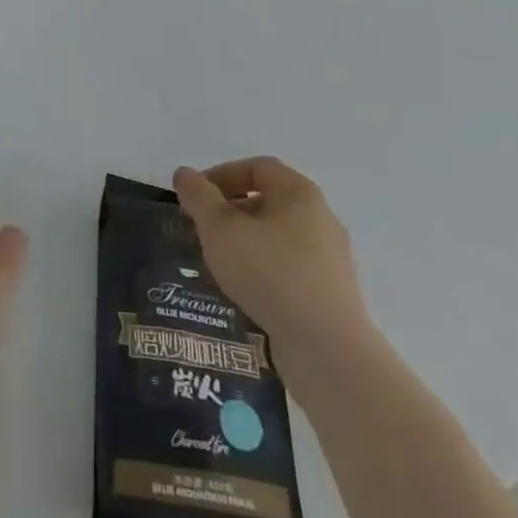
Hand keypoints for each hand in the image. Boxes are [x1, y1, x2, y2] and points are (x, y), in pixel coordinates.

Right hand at [173, 158, 371, 395]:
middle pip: (269, 201)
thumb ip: (199, 197)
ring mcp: (331, 259)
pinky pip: (290, 270)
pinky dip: (264, 272)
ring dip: (246, 244)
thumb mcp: (220, 229)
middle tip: (202, 230)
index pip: (257, 167)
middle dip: (231, 211)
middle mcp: (322, 219)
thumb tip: (185, 173)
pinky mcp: (332, 295)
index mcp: (300, 193)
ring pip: (278, 238)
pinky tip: (244, 292)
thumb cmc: (270, 273)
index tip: (195, 197)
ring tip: (218, 264)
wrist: (327, 350)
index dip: (221, 175)